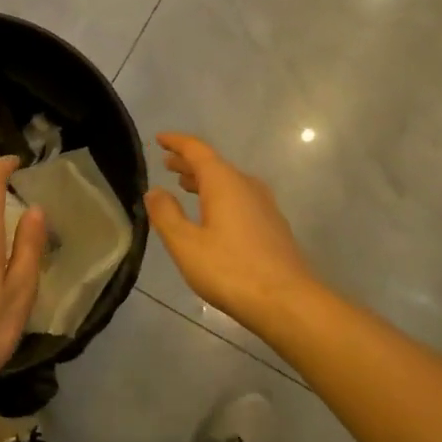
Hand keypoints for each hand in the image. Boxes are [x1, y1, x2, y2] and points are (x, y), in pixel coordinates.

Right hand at [145, 134, 313, 328]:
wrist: (287, 301)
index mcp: (224, 182)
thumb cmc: (230, 270)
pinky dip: (219, 197)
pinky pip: (239, 198)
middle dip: (188, 162)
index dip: (176, 142)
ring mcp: (264, 205)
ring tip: (183, 187)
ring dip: (203, 181)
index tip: (159, 139)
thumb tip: (154, 191)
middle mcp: (246, 185)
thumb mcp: (186, 244)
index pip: (197, 150)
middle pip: (214, 164)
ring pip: (228, 182)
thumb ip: (166, 215)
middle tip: (166, 164)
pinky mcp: (272, 225)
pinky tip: (212, 216)